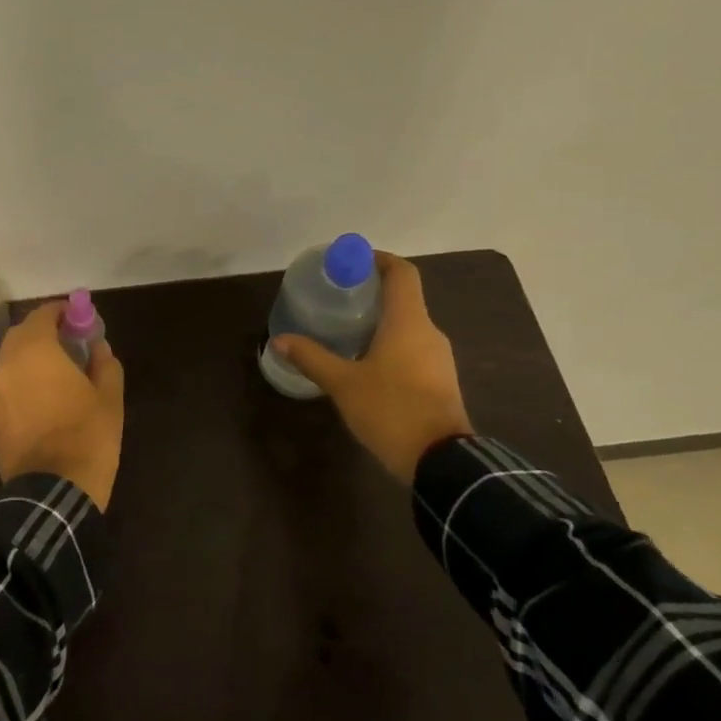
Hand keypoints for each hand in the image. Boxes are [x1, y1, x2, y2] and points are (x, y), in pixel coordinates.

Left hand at [0, 303, 126, 509]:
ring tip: (59, 375)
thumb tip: (99, 348)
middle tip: (68, 343)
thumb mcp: (110, 399)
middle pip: (20, 337)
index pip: (41, 316)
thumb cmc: (87, 437)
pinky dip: (24, 388)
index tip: (77, 318)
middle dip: (42, 334)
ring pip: (12, 366)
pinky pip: (9, 393)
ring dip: (31, 362)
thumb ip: (105, 365)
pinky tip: (45, 405)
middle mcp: (8, 368)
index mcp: (35, 352)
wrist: (52, 493)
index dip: (60, 312)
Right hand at [270, 252, 473, 483]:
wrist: (441, 461)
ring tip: (344, 330)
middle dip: (371, 293)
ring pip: (407, 326)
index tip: (351, 262)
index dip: (378, 260)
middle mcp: (429, 332)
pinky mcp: (439, 381)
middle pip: (403, 298)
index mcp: (408, 322)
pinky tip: (364, 362)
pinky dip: (389, 344)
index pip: (402, 273)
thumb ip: (312, 358)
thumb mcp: (343, 383)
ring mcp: (439, 358)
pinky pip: (412, 349)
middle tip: (336, 298)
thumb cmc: (391, 409)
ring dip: (379, 321)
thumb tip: (279, 340)